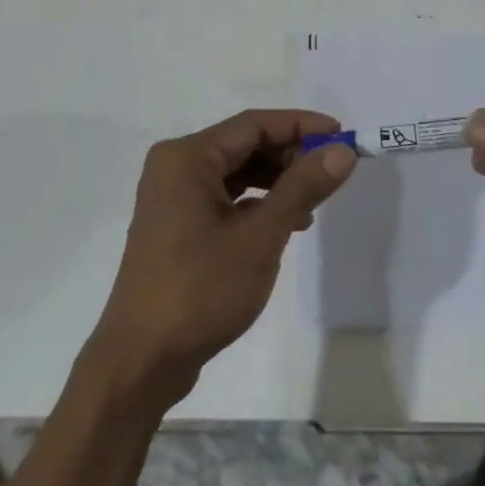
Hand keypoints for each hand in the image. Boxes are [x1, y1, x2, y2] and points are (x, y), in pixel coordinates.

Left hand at [88, 110, 356, 409]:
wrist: (141, 360)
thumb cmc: (201, 289)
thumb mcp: (261, 236)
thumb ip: (302, 187)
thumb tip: (343, 150)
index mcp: (187, 157)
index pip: (254, 124)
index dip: (301, 125)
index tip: (343, 135)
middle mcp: (175, 167)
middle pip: (244, 145)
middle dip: (290, 155)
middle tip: (331, 172)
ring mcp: (172, 198)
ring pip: (236, 173)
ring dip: (276, 181)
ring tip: (313, 203)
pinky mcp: (176, 226)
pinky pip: (224, 198)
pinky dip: (256, 204)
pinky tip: (285, 225)